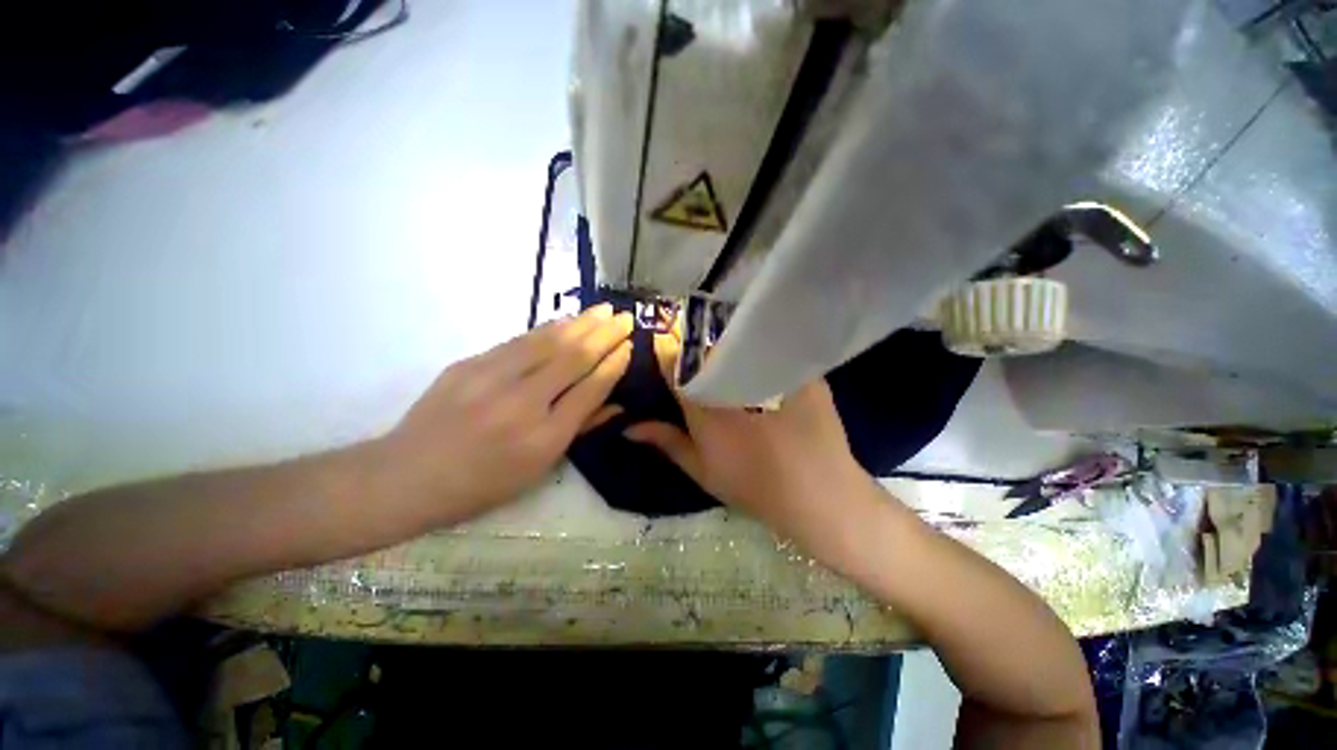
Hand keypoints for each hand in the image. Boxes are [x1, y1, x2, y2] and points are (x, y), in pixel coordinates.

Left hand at [383, 304, 632, 523]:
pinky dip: (548, 328)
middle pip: (573, 358)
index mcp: (544, 438)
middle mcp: (522, 404)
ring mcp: (492, 379)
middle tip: (625, 317)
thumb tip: (616, 403)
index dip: (613, 365)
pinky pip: (519, 341)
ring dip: (581, 322)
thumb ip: (579, 429)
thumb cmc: (482, 484)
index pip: (589, 390)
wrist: (407, 476)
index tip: (629, 346)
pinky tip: (565, 320)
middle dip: (605, 334)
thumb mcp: (539, 469)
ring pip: (548, 341)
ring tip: (603, 310)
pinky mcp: (469, 364)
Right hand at [625, 332, 872, 549]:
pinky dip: (758, 347)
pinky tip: (757, 357)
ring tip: (723, 350)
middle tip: (693, 349)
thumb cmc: (752, 486)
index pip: (674, 363)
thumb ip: (666, 442)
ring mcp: (770, 372)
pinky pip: (771, 347)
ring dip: (725, 341)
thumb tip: (628, 427)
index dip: (666, 352)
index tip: (665, 349)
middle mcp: (734, 381)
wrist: (818, 495)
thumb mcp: (702, 468)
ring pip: (738, 342)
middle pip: (705, 346)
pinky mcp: (798, 371)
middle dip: (693, 343)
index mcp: (704, 405)